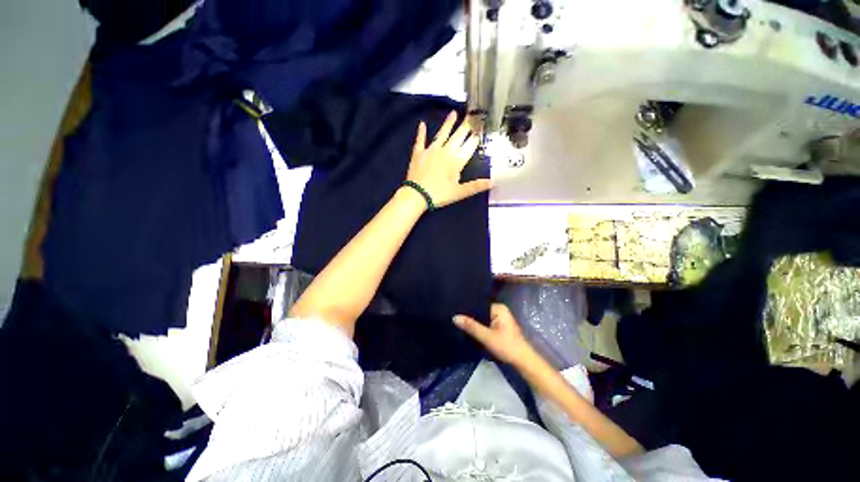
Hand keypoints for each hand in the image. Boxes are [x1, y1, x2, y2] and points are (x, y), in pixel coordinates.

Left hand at [406, 111, 491, 208]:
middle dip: (466, 126)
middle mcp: (445, 151)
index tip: (482, 125)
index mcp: (456, 160)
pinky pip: (420, 140)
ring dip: (448, 123)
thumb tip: (493, 182)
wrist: (416, 195)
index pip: (470, 145)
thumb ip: (475, 186)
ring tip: (453, 113)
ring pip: (442, 134)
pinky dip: (421, 132)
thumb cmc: (439, 194)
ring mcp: (431, 150)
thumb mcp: (459, 193)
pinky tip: (422, 124)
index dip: (476, 135)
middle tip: (472, 115)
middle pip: (458, 136)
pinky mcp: (419, 153)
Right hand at [454, 303, 534, 364]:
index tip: (455, 310)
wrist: (523, 361)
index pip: (479, 303)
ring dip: (475, 322)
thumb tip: (454, 317)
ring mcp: (501, 318)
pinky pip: (486, 323)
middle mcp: (500, 310)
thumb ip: (471, 326)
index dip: (468, 308)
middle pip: (480, 311)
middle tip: (455, 317)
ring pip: (483, 318)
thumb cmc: (507, 346)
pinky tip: (470, 329)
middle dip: (470, 316)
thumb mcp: (487, 337)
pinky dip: (480, 327)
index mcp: (499, 307)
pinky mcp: (500, 327)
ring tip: (459, 322)